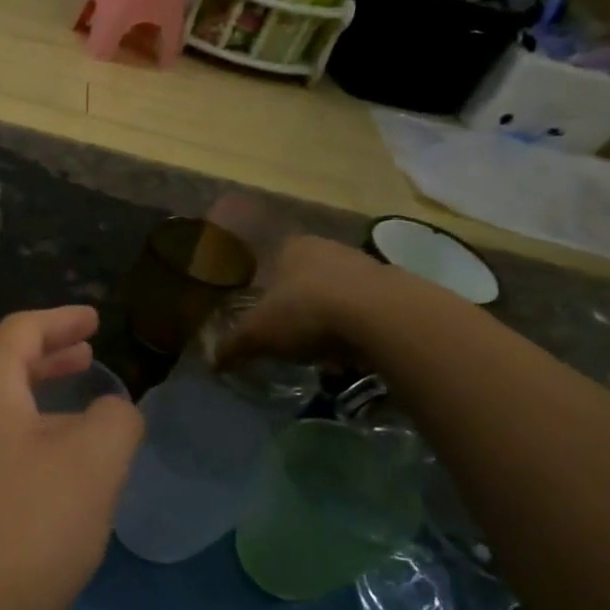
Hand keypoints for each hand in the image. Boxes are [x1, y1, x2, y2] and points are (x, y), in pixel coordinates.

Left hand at [0, 307, 143, 609]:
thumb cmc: (15, 529)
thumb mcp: (90, 469)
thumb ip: (114, 424)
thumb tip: (113, 409)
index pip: (22, 329)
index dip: (61, 320)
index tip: (93, 317)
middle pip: (4, 365)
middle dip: (49, 357)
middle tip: (86, 354)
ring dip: (37, 401)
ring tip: (77, 410)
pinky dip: (24, 439)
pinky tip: (48, 473)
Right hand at [215, 235, 400, 371]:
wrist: (384, 318)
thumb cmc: (306, 312)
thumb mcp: (258, 334)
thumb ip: (233, 346)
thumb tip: (210, 363)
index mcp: (291, 247)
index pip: (271, 259)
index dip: (264, 286)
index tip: (261, 313)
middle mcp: (328, 248)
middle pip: (307, 276)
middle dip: (299, 304)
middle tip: (289, 335)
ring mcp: (367, 265)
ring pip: (339, 293)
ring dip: (331, 318)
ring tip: (322, 351)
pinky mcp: (399, 290)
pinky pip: (368, 312)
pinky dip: (359, 331)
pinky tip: (353, 353)